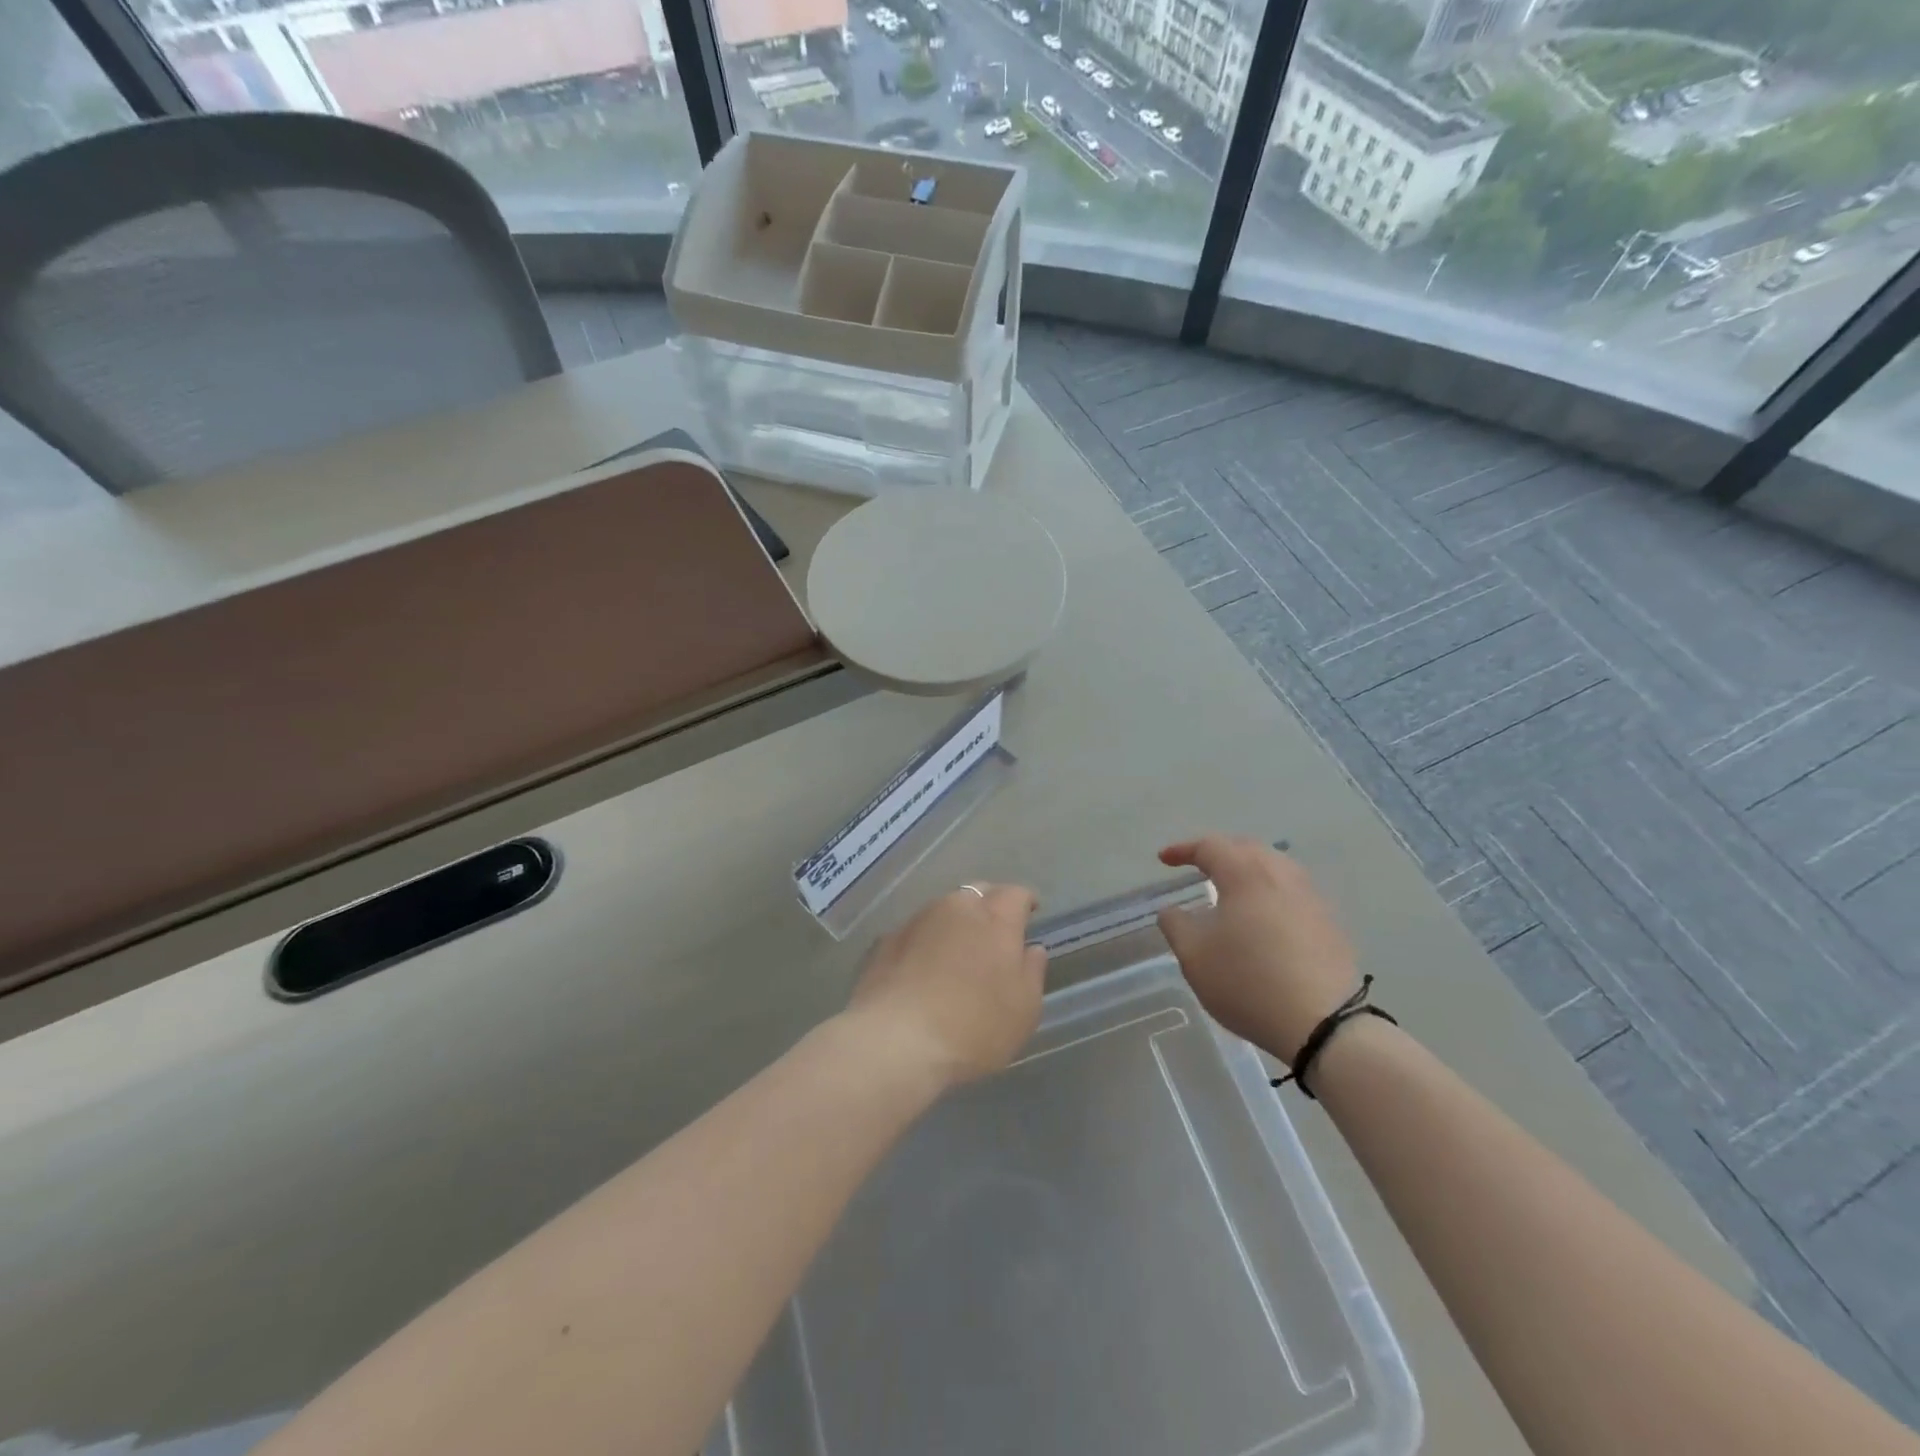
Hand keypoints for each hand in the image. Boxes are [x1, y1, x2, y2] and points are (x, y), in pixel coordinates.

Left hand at [846, 884, 1047, 1089]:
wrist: (895, 1042)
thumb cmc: (973, 1027)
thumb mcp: (1023, 1009)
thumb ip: (1032, 972)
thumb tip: (1031, 949)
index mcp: (995, 918)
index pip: (1016, 894)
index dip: (1025, 902)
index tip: (1030, 914)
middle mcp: (955, 908)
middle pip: (977, 893)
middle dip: (989, 905)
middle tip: (994, 933)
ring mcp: (916, 921)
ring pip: (942, 909)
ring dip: (954, 923)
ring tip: (956, 952)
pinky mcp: (886, 940)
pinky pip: (915, 932)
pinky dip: (925, 942)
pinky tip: (922, 969)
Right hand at [1156, 837, 1359, 1062]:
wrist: (1324, 1024)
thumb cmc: (1248, 982)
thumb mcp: (1194, 956)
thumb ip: (1175, 924)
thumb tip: (1172, 910)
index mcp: (1245, 874)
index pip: (1210, 846)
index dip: (1183, 849)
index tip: (1163, 859)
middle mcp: (1281, 875)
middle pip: (1247, 848)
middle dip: (1219, 852)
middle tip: (1198, 866)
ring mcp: (1310, 898)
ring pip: (1275, 867)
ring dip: (1248, 870)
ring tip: (1232, 888)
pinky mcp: (1329, 923)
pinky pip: (1293, 892)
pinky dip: (1270, 893)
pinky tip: (1264, 917)